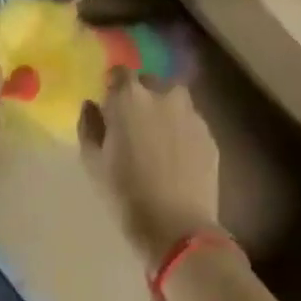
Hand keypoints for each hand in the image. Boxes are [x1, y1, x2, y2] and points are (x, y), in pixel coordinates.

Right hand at [79, 70, 220, 265]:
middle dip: (140, 96)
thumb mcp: (93, 162)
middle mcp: (164, 95)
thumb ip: (89, 125)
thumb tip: (92, 105)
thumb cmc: (125, 194)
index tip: (109, 105)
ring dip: (164, 112)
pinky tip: (177, 158)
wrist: (177, 228)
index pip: (119, 72)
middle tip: (133, 125)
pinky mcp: (210, 135)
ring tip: (158, 141)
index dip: (113, 87)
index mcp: (130, 97)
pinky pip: (191, 123)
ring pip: (174, 101)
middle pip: (149, 83)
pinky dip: (182, 132)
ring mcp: (192, 114)